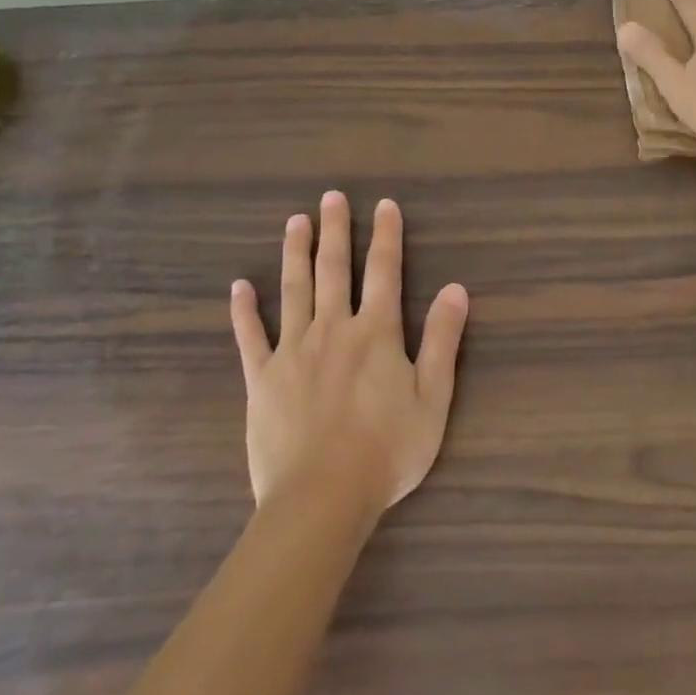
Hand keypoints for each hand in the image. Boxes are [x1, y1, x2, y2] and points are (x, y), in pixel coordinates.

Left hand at [231, 192, 469, 522]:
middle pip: (335, 270)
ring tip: (294, 222)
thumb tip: (456, 289)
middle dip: (335, 231)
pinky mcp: (262, 378)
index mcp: (377, 333)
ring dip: (295, 253)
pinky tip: (239, 286)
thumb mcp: (433, 397)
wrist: (322, 497)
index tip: (384, 205)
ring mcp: (293, 351)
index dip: (386, 236)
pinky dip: (244, 310)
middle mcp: (334, 329)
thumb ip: (444, 340)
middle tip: (330, 197)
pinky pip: (250, 336)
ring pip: (294, 290)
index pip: (384, 272)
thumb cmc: (388, 449)